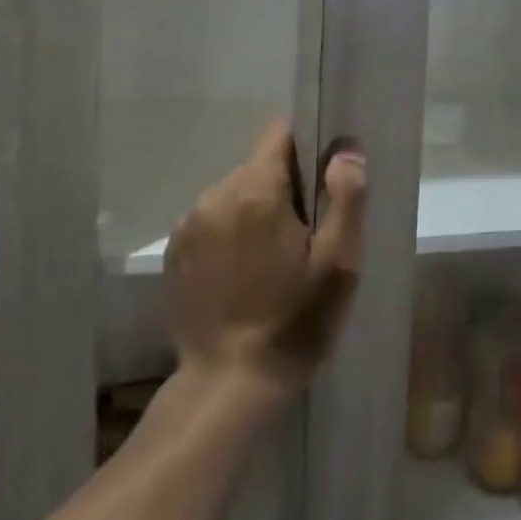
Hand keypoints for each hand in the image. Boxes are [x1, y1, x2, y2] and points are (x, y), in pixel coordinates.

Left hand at [163, 121, 366, 397]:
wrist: (227, 386)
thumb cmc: (294, 322)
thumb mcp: (338, 264)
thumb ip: (346, 198)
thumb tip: (345, 151)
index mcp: (257, 190)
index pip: (280, 133)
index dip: (306, 148)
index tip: (321, 183)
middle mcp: (216, 194)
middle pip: (259, 166)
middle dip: (283, 188)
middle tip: (303, 236)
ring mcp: (189, 224)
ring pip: (235, 193)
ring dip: (254, 211)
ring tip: (271, 260)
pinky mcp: (174, 252)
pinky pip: (212, 220)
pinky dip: (229, 234)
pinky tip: (241, 274)